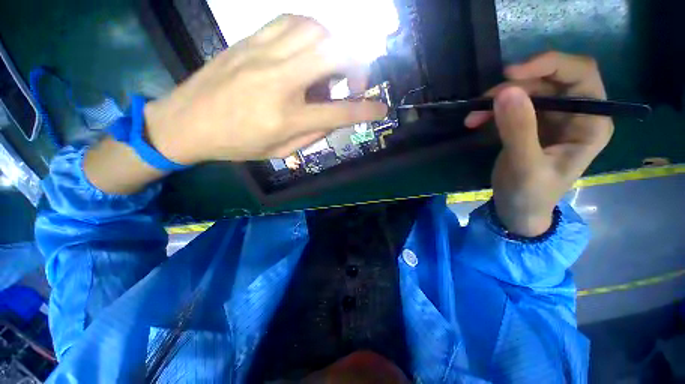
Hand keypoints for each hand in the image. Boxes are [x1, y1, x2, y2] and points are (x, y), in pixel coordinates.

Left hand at [144, 15, 386, 163]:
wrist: (187, 121)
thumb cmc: (236, 144)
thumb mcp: (280, 151)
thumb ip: (312, 135)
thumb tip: (334, 118)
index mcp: (287, 117)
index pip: (339, 112)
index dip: (366, 109)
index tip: (381, 109)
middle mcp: (280, 81)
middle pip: (334, 54)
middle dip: (356, 66)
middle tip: (353, 83)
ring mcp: (263, 54)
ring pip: (316, 29)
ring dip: (335, 46)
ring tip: (331, 66)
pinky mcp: (250, 40)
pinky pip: (291, 21)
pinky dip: (311, 30)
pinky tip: (310, 47)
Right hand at [464, 52, 613, 236]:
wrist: (517, 211)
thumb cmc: (529, 195)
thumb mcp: (525, 166)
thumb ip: (519, 130)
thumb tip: (507, 91)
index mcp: (590, 123)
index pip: (580, 75)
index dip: (549, 65)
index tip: (511, 73)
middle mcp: (576, 114)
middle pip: (550, 80)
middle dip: (516, 86)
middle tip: (484, 101)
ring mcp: (552, 118)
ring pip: (527, 90)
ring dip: (497, 99)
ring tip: (473, 116)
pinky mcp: (531, 124)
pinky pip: (512, 105)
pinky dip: (491, 110)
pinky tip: (475, 121)